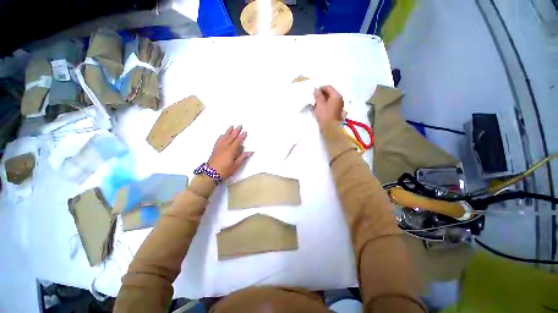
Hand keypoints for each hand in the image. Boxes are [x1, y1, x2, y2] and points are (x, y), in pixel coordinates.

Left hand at [208, 126, 252, 179]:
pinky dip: (221, 136)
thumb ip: (242, 158)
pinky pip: (219, 140)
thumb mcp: (236, 166)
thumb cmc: (225, 170)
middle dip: (236, 131)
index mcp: (231, 150)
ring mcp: (219, 147)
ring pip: (225, 137)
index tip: (245, 131)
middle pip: (232, 137)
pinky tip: (222, 134)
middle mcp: (225, 146)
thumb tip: (250, 152)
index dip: (242, 136)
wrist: (210, 173)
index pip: (238, 141)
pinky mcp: (215, 149)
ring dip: (229, 131)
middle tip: (240, 125)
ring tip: (231, 126)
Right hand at [313, 85, 343, 129]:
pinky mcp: (336, 112)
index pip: (328, 87)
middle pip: (329, 93)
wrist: (330, 129)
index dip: (320, 88)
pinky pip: (329, 106)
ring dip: (321, 101)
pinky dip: (323, 106)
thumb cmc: (325, 115)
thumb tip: (316, 89)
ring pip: (329, 100)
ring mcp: (338, 106)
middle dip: (321, 95)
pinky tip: (317, 109)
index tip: (313, 93)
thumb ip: (318, 95)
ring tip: (314, 105)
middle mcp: (339, 99)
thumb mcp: (320, 104)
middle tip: (313, 99)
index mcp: (336, 95)